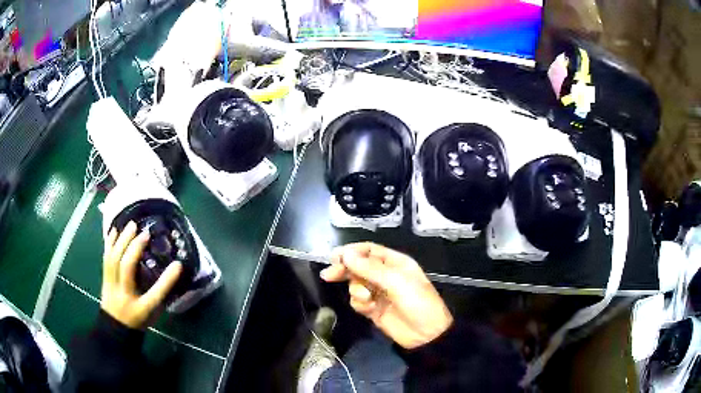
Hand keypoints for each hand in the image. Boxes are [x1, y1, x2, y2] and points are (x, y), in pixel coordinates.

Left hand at [101, 221, 181, 328]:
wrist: (116, 327)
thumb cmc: (138, 319)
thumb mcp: (152, 312)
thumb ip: (159, 294)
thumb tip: (172, 271)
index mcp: (140, 308)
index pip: (155, 294)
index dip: (167, 280)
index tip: (178, 264)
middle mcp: (124, 294)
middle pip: (127, 268)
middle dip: (135, 247)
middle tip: (144, 231)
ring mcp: (112, 285)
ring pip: (113, 259)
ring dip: (122, 240)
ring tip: (131, 225)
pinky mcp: (105, 278)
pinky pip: (106, 258)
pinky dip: (110, 242)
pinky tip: (114, 230)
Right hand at [321, 243, 452, 348]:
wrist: (425, 335)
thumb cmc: (417, 302)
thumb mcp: (396, 282)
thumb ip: (370, 268)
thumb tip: (346, 254)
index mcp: (395, 263)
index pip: (369, 250)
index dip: (352, 252)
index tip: (335, 257)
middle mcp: (385, 275)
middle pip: (358, 266)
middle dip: (345, 270)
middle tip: (329, 275)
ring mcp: (378, 292)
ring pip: (356, 284)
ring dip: (357, 290)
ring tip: (366, 298)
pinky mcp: (373, 308)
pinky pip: (357, 300)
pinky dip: (359, 303)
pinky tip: (369, 308)